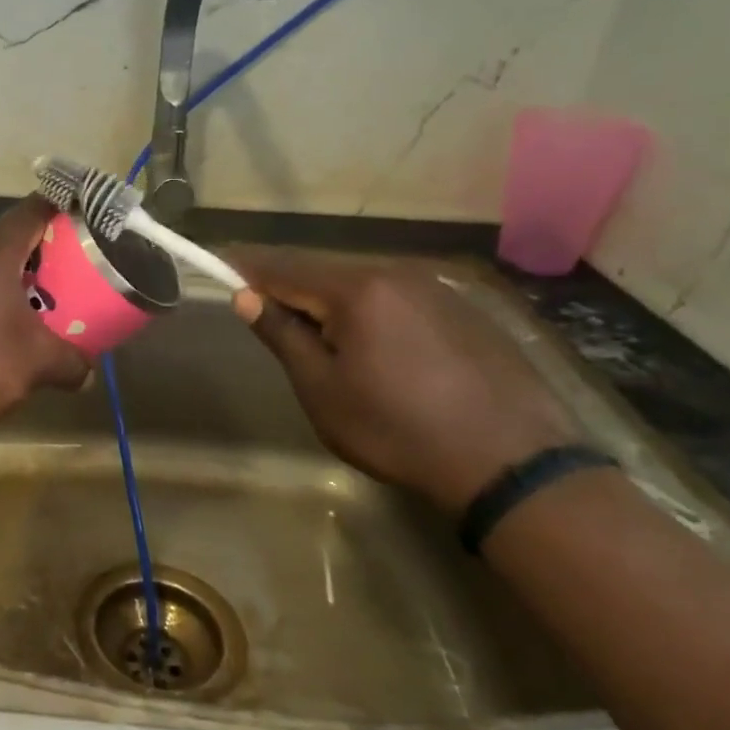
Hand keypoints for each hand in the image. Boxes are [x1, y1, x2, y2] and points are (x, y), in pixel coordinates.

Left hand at [0, 199, 89, 428]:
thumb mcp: (39, 364)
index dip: (63, 211)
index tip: (85, 225)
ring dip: (7, 275)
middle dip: (38, 251)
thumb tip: (88, 371)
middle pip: (7, 235)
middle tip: (66, 272)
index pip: (34, 209)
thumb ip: (72, 361)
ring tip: (33, 301)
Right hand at [228, 250, 578, 515]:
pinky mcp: (462, 309)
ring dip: (330, 302)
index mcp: (356, 288)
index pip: (283, 266)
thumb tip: (245, 296)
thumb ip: (281, 335)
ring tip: (320, 339)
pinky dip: (369, 312)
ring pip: (361, 284)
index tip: (219, 269)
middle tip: (267, 316)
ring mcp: (435, 288)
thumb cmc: (396, 429)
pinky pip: (396, 298)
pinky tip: (376, 348)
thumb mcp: (322, 389)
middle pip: (323, 271)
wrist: (510, 463)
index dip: (247, 269)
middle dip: (290, 289)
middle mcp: (395, 273)